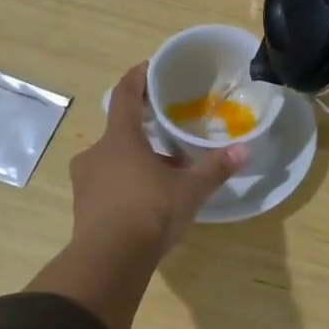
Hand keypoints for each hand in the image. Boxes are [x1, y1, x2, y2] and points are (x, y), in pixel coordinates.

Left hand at [68, 64, 246, 264]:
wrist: (109, 261)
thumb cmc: (149, 211)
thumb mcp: (189, 190)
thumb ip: (215, 168)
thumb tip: (245, 150)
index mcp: (120, 139)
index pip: (124, 95)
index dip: (136, 78)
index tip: (148, 67)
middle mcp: (96, 154)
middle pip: (121, 133)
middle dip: (145, 133)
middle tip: (169, 137)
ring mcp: (85, 182)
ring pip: (114, 161)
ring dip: (138, 163)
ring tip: (165, 175)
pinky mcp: (83, 208)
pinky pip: (108, 186)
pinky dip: (127, 185)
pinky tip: (148, 202)